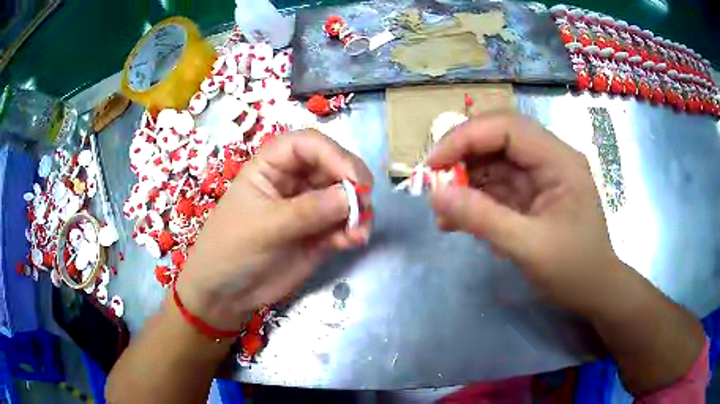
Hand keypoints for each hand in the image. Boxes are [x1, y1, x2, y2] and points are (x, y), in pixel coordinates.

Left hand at [176, 130, 372, 329]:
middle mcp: (293, 181)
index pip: (308, 144)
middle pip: (333, 166)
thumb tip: (351, 196)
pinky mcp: (319, 234)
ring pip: (344, 196)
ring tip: (359, 232)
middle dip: (352, 183)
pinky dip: (353, 230)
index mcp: (272, 166)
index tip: (354, 178)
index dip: (334, 154)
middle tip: (365, 204)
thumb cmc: (232, 249)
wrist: (227, 294)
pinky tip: (353, 242)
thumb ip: (308, 211)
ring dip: (358, 210)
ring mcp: (309, 208)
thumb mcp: (265, 226)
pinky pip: (344, 224)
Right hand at [428, 112, 621, 315]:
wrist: (595, 292)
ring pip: (494, 162)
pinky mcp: (532, 195)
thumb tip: (435, 195)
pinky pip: (497, 187)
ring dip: (465, 181)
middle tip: (434, 182)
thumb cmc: (573, 270)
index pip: (507, 127)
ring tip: (442, 209)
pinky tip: (456, 221)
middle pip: (498, 138)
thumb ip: (482, 219)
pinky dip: (474, 200)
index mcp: (559, 160)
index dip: (466, 137)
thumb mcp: (529, 247)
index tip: (433, 165)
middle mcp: (550, 159)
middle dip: (463, 156)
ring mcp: (540, 177)